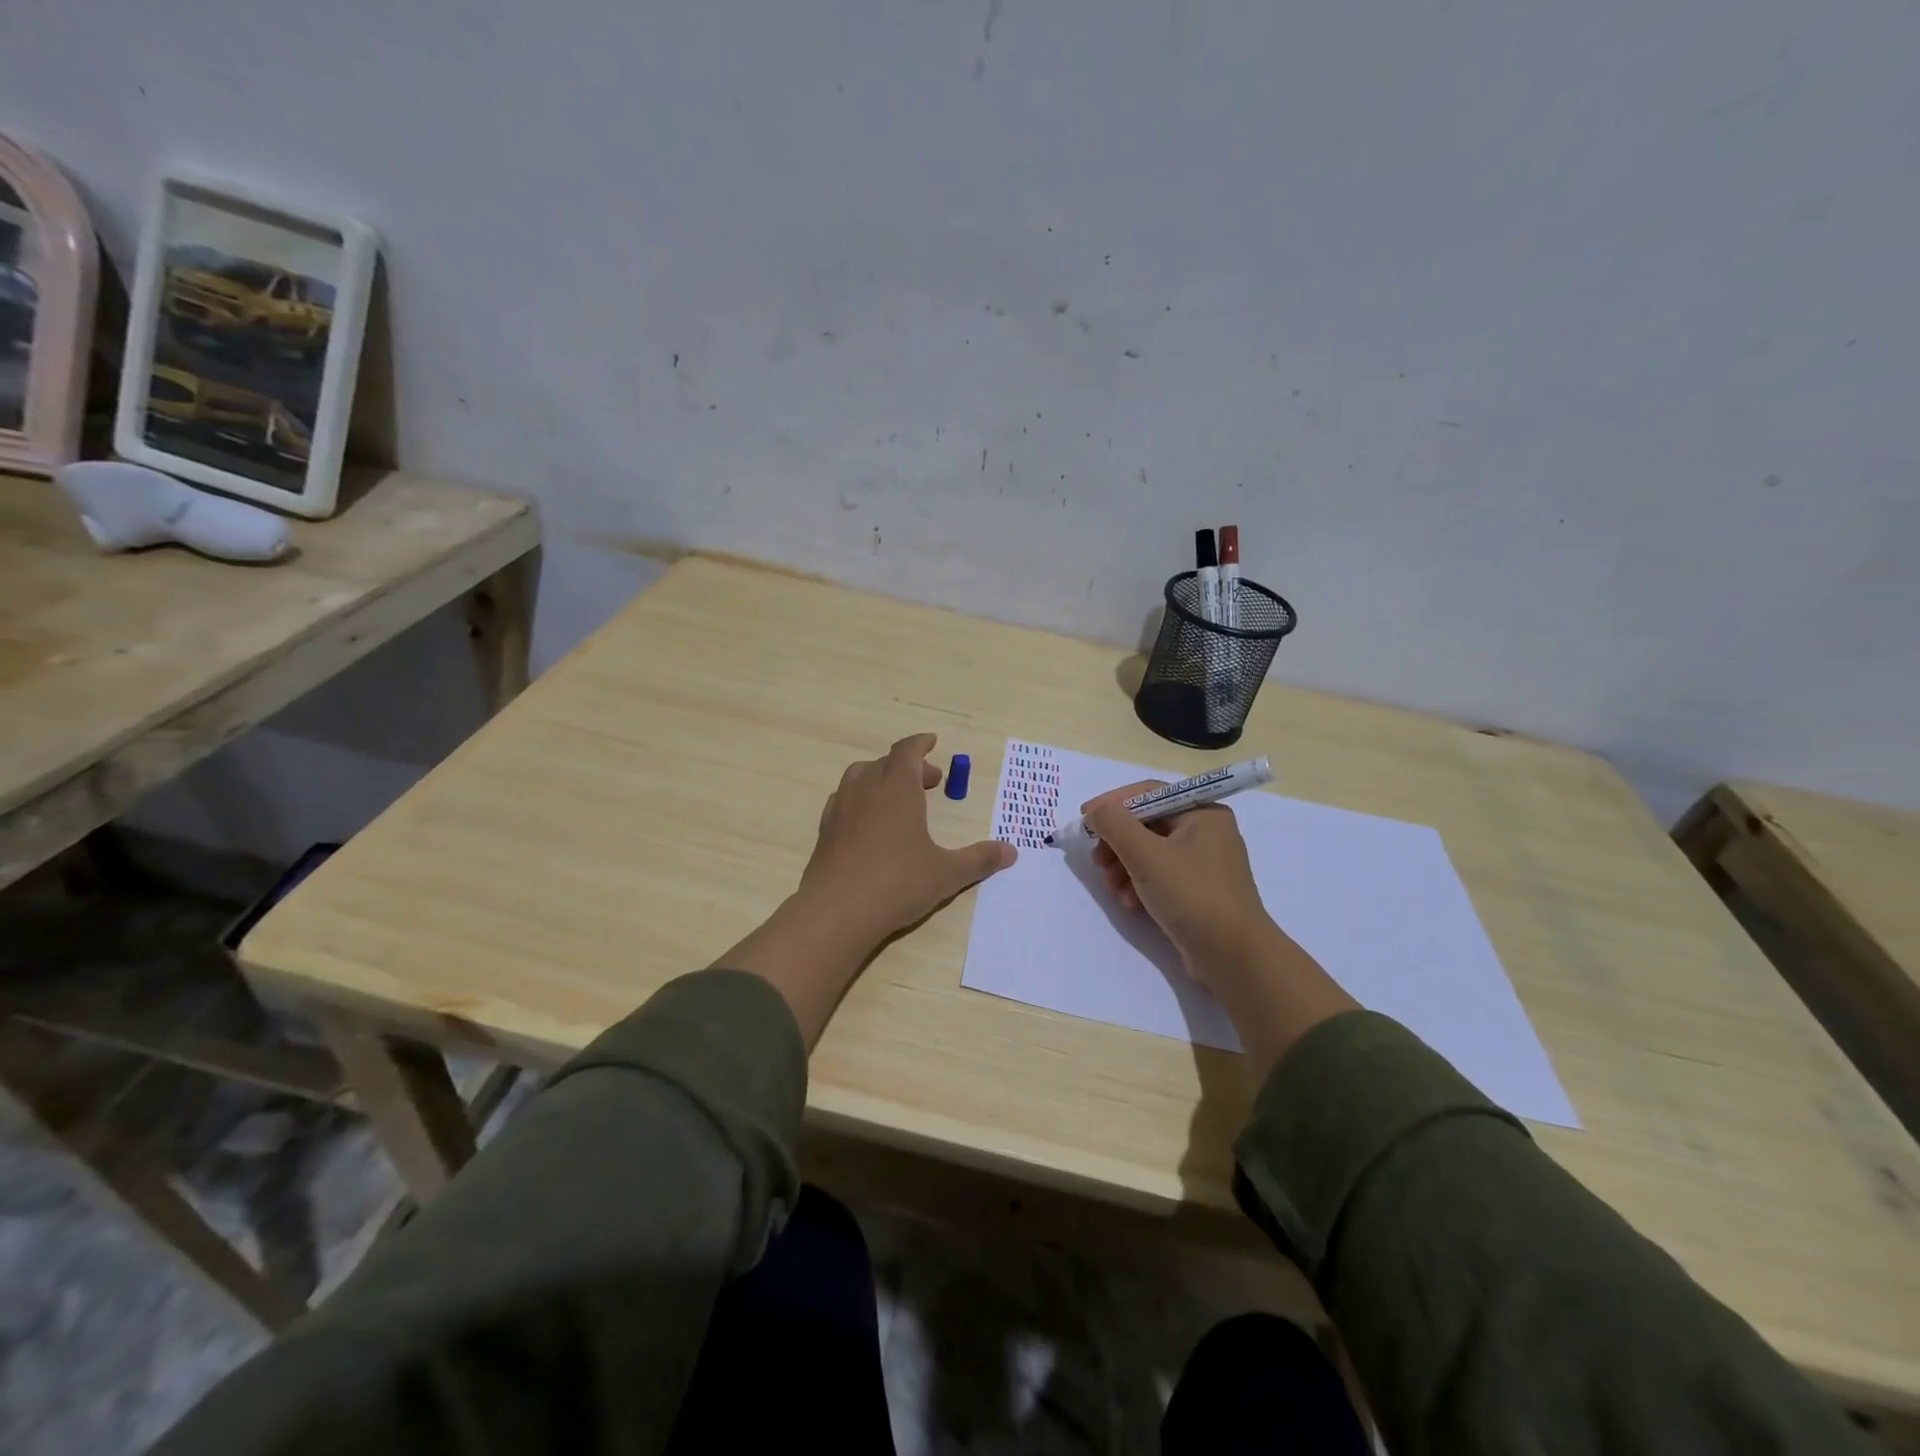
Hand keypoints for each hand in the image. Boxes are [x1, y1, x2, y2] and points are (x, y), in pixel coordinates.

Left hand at [718, 733, 1014, 1048]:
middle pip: (885, 763)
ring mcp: (840, 809)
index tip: (932, 741)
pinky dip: (860, 800)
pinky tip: (869, 823)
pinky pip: (843, 801)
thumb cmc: (897, 883)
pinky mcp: (825, 831)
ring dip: (881, 778)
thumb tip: (1011, 852)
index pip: (907, 751)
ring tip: (898, 798)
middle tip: (930, 782)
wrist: (836, 911)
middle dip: (908, 766)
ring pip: (859, 777)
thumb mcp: (946, 873)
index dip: (920, 744)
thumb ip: (979, 859)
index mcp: (897, 788)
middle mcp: (866, 790)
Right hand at [1084, 782, 1276, 991]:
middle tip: (1097, 861)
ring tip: (1113, 888)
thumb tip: (1095, 810)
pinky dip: (1140, 884)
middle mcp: (1206, 832)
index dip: (1113, 803)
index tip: (1085, 819)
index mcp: (1202, 812)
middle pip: (1147, 824)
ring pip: (1149, 852)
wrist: (1233, 956)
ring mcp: (1203, 863)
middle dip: (1117, 842)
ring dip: (1124, 867)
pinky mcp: (1198, 891)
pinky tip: (1130, 903)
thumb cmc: (1191, 894)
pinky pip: (1160, 875)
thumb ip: (1114, 824)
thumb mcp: (1146, 854)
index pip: (1149, 793)